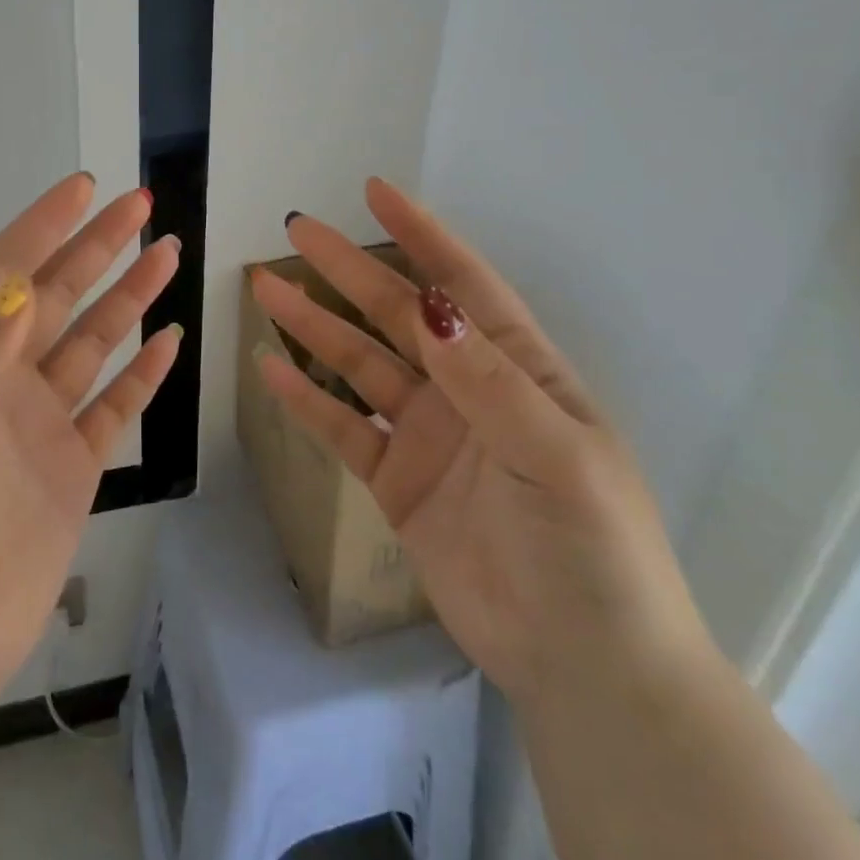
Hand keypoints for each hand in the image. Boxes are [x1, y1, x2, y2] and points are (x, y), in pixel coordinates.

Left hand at [0, 172, 181, 709]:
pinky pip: (114, 407)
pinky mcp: (70, 471)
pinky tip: (168, 342)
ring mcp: (38, 427)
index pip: (3, 275)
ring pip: (91, 344)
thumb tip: (18, 288)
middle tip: (141, 204)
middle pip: (56, 297)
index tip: (84, 188)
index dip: (41, 227)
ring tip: (167, 255)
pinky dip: (142, 374)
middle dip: (96, 247)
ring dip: (128, 298)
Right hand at [253, 178, 711, 702]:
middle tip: (298, 231)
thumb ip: (487, 381)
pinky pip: (343, 427)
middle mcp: (466, 388)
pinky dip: (307, 399)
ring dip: (315, 326)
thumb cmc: (591, 548)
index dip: (421, 235)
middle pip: (397, 314)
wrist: (584, 667)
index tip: (376, 192)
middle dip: (348, 270)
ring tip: (267, 289)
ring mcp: (428, 434)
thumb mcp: (554, 454)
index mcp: (516, 369)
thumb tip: (429, 305)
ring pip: (360, 363)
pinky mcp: (397, 481)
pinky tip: (270, 370)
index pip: (461, 283)